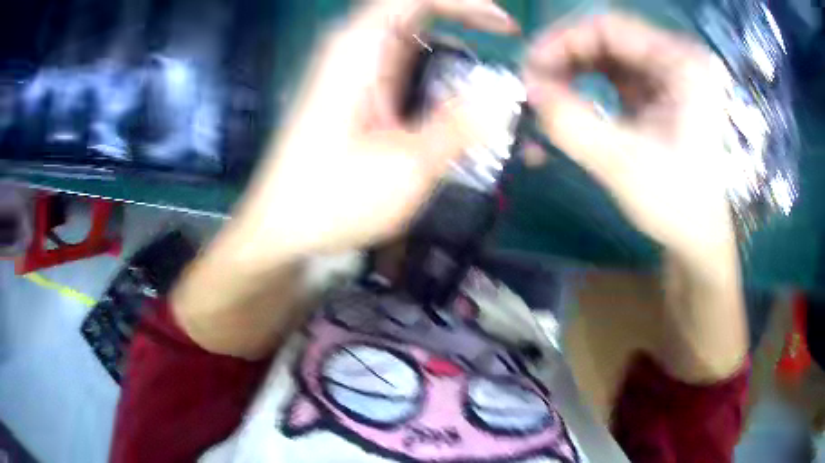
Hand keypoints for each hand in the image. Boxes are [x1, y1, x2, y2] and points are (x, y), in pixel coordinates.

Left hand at [231, 0, 518, 264]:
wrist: (281, 230)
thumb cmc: (332, 198)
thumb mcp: (406, 165)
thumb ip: (459, 127)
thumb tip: (503, 102)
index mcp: (359, 50)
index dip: (466, 3)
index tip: (505, 25)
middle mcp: (354, 52)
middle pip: (417, 16)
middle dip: (466, 25)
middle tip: (507, 47)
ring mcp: (353, 76)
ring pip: (414, 47)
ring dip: (453, 59)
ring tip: (488, 88)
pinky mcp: (356, 98)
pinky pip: (404, 73)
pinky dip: (435, 81)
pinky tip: (455, 110)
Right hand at [526, 14, 745, 382]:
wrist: (698, 240)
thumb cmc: (676, 205)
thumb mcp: (623, 165)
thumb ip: (572, 123)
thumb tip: (528, 89)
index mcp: (682, 64)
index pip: (610, 28)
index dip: (562, 41)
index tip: (529, 69)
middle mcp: (675, 60)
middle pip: (605, 39)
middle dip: (564, 58)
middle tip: (533, 86)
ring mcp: (666, 76)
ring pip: (604, 56)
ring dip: (570, 73)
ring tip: (545, 99)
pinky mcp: (656, 94)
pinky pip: (611, 76)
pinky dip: (584, 87)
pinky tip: (566, 106)